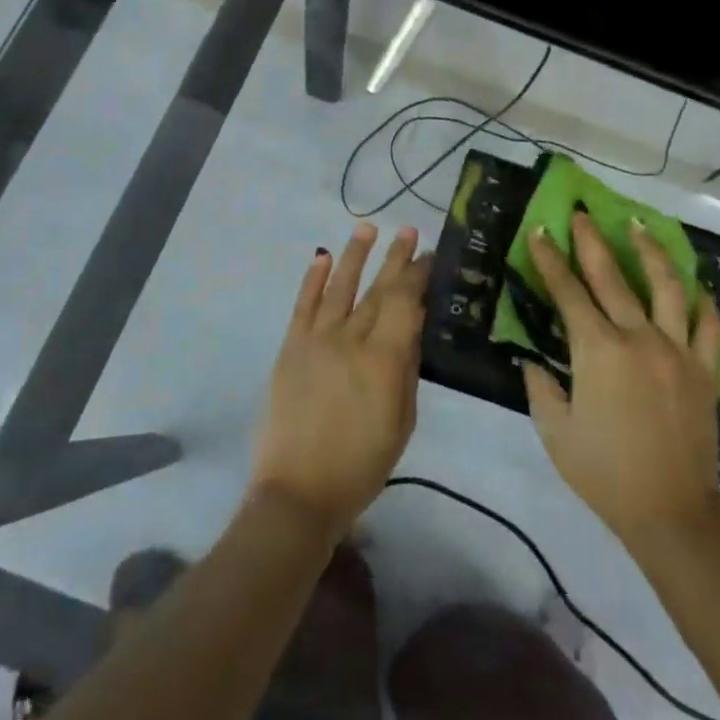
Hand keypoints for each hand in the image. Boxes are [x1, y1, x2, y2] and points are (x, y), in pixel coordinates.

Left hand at [251, 223, 431, 541]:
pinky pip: (303, 305)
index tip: (429, 256)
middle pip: (377, 289)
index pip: (404, 301)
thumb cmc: (362, 464)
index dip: (417, 275)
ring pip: (339, 287)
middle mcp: (351, 339)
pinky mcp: (290, 348)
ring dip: (355, 255)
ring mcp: (316, 340)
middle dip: (395, 258)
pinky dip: (313, 279)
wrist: (298, 491)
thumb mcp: (402, 420)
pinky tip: (322, 257)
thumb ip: (408, 368)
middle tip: (409, 231)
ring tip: (368, 228)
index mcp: (384, 359)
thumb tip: (413, 326)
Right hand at [523, 211, 719, 545]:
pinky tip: (695, 284)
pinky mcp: (705, 370)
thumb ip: (540, 388)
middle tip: (582, 214)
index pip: (568, 293)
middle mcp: (639, 338)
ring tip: (639, 225)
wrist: (671, 512)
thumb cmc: (604, 473)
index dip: (551, 261)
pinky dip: (702, 301)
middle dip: (593, 242)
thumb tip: (532, 360)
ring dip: (651, 252)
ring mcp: (678, 350)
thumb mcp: (555, 432)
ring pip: (667, 287)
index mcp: (598, 351)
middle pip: (613, 278)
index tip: (541, 232)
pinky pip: (709, 326)